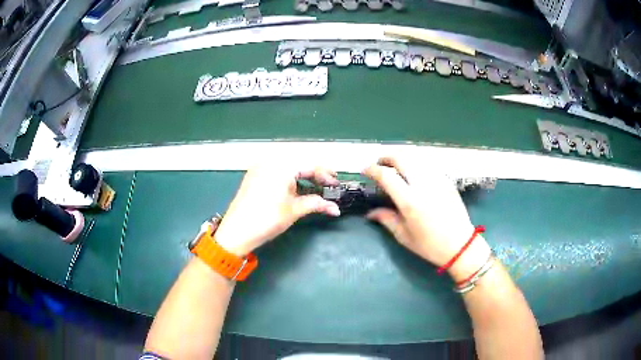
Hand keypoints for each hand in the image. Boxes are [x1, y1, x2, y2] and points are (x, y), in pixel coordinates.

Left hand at [214, 165, 340, 255]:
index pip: (310, 165)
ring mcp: (260, 166)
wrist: (236, 231)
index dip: (326, 175)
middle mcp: (270, 160)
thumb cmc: (267, 219)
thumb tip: (335, 208)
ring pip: (288, 166)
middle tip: (328, 186)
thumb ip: (317, 204)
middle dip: (315, 174)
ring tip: (315, 189)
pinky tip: (296, 189)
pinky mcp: (254, 175)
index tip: (337, 186)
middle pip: (299, 163)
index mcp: (282, 165)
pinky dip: (289, 178)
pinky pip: (277, 171)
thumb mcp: (294, 210)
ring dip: (303, 176)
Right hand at [363, 157, 490, 280]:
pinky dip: (416, 164)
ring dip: (402, 159)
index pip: (387, 175)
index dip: (373, 169)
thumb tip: (370, 213)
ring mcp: (437, 180)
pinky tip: (414, 174)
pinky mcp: (447, 180)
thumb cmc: (430, 245)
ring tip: (395, 167)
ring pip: (415, 158)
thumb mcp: (404, 236)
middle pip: (401, 158)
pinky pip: (427, 165)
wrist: (461, 245)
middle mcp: (423, 185)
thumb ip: (386, 219)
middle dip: (387, 157)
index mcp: (410, 201)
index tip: (366, 170)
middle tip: (380, 164)